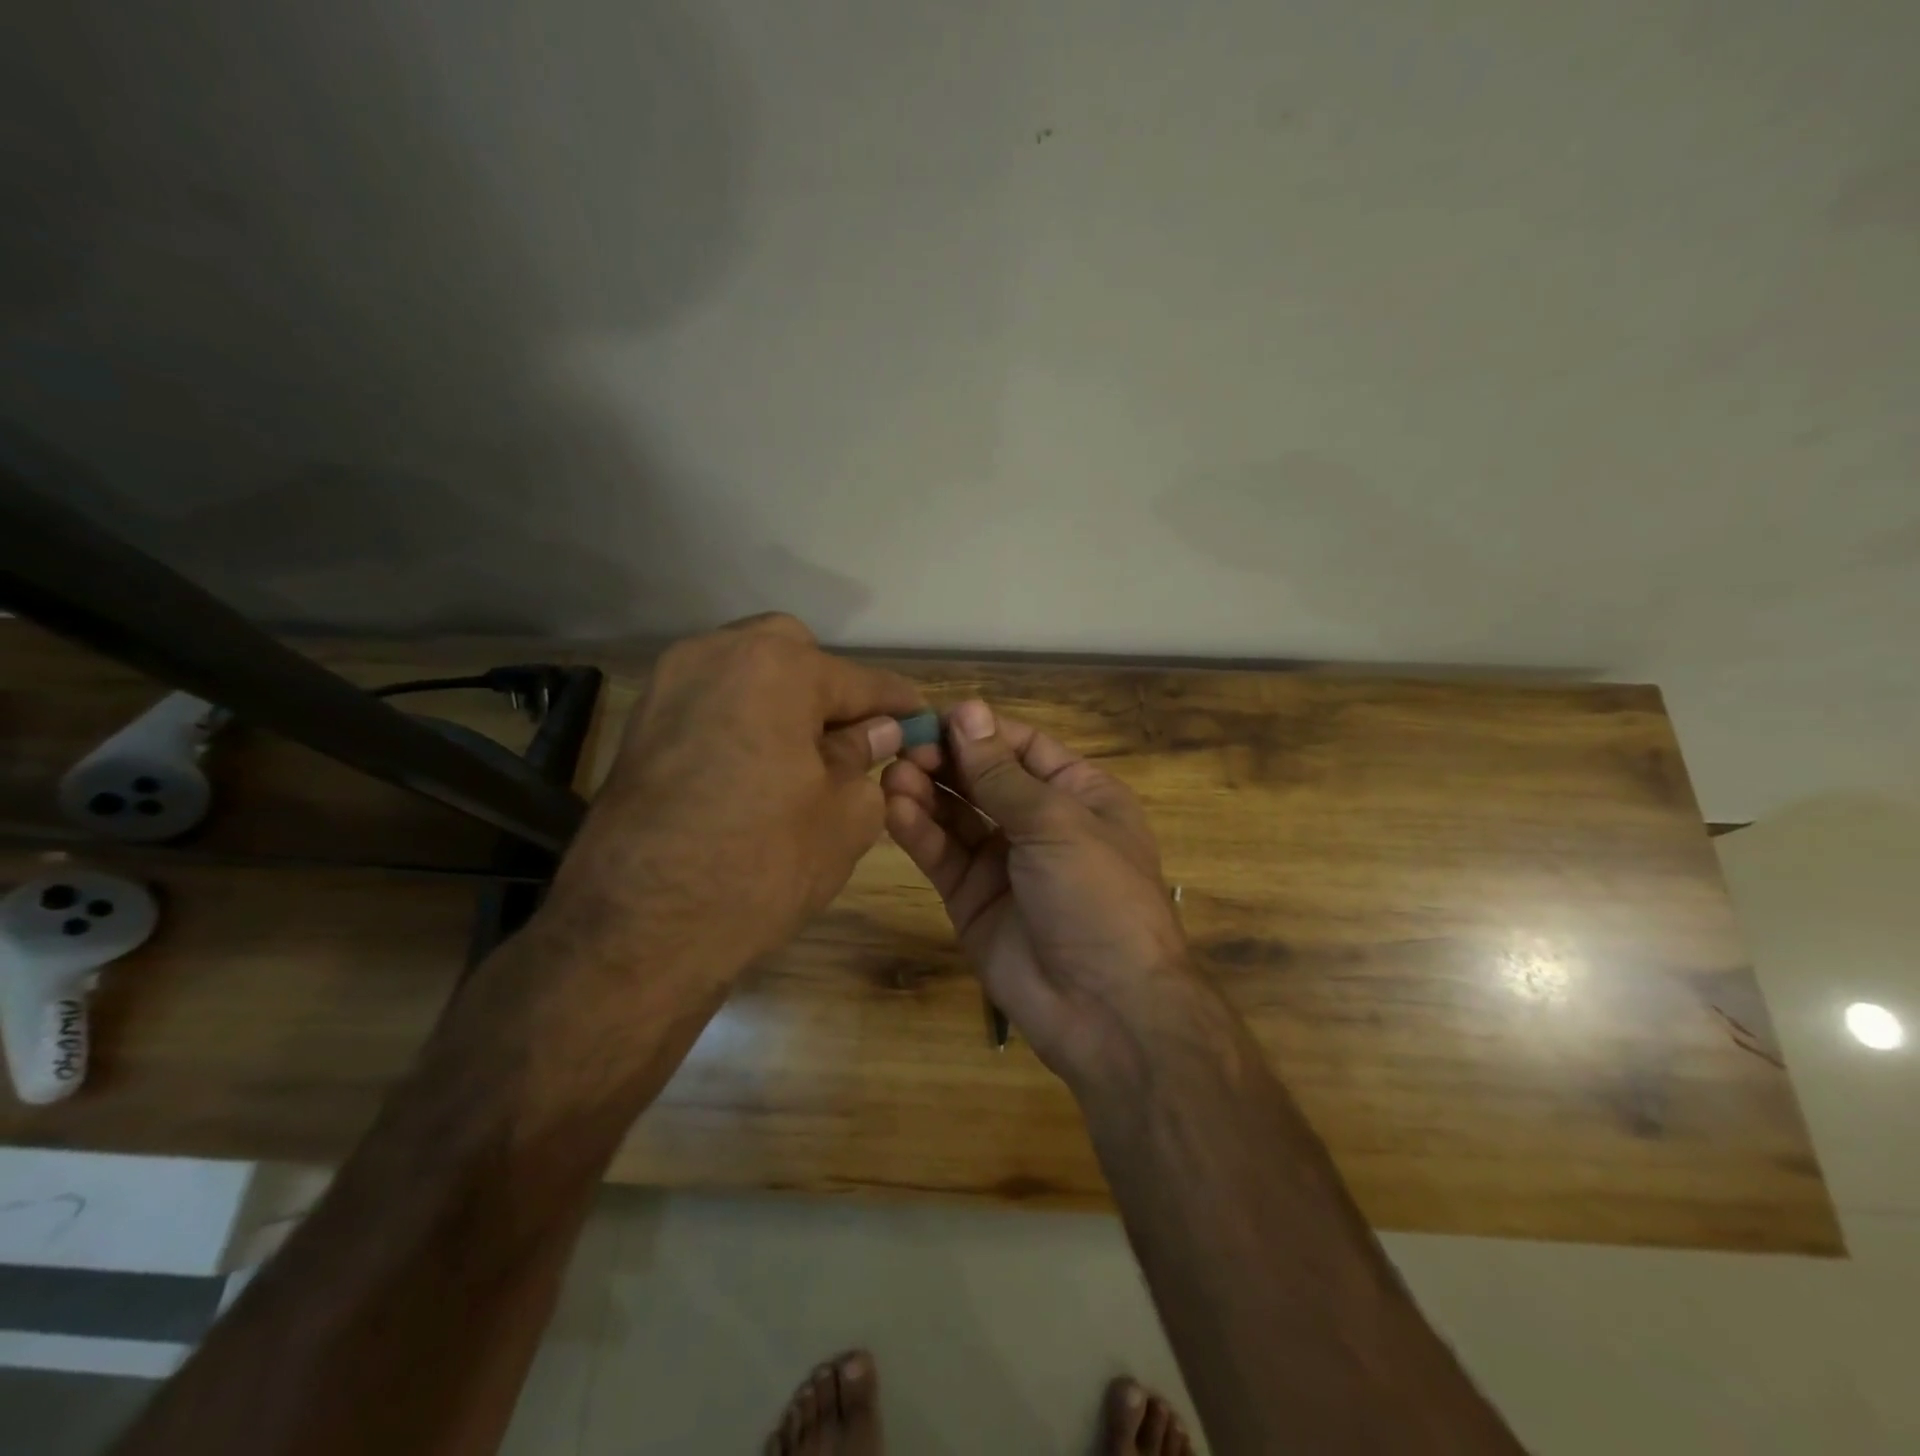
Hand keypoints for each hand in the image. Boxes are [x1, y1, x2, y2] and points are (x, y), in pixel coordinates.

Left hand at [543, 614, 922, 981]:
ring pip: (746, 672)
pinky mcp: (641, 722)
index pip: (858, 680)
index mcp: (777, 668)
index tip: (921, 718)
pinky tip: (756, 766)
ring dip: (782, 701)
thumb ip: (864, 758)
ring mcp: (669, 685)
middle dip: (829, 689)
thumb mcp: (842, 816)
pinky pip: (711, 701)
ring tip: (804, 755)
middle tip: (851, 739)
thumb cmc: (761, 866)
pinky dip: (742, 719)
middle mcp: (716, 655)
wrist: (638, 931)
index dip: (896, 703)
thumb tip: (878, 733)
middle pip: (793, 655)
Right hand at [881, 699, 1196, 1092]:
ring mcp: (1003, 862)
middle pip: (983, 778)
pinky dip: (919, 833)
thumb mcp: (1056, 823)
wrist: (1106, 1008)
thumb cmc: (1098, 895)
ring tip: (894, 776)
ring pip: (957, 815)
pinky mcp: (972, 899)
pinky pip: (943, 856)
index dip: (979, 730)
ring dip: (926, 793)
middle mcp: (1039, 822)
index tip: (933, 717)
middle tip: (904, 749)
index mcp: (1078, 794)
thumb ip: (1001, 773)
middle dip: (946, 761)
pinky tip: (895, 811)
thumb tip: (967, 710)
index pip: (1021, 747)